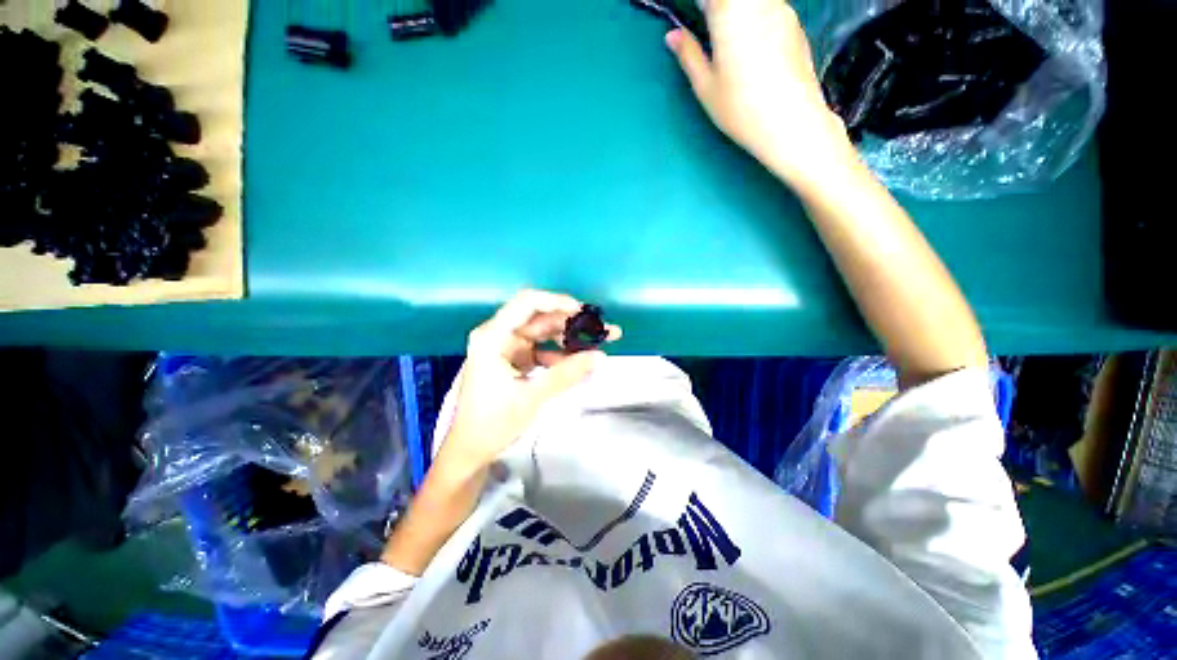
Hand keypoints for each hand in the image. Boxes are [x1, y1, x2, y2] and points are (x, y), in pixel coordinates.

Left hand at [438, 290, 621, 472]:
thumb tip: (600, 356)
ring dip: (569, 338)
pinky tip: (578, 362)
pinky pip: (541, 349)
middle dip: (570, 322)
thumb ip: (566, 374)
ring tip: (597, 343)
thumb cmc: (492, 422)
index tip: (583, 312)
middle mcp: (498, 335)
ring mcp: (507, 347)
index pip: (526, 304)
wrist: (471, 450)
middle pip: (539, 317)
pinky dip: (560, 355)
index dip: (556, 302)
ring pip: (543, 333)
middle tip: (601, 330)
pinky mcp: (514, 359)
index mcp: (493, 337)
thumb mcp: (532, 397)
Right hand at [666, 0, 855, 189]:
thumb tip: (673, 36)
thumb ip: (689, 54)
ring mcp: (781, 9)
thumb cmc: (741, 109)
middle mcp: (758, 2)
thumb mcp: (706, 87)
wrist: (792, 123)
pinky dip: (754, 18)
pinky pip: (768, 9)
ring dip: (736, 13)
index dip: (698, 7)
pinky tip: (751, 47)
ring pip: (752, 2)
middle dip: (716, 9)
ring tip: (727, 41)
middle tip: (707, 31)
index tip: (692, 19)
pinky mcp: (795, 24)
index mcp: (729, 11)